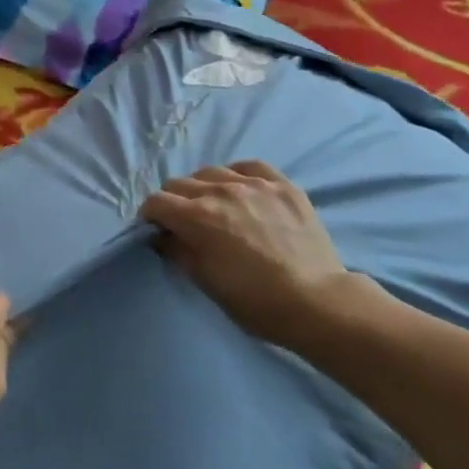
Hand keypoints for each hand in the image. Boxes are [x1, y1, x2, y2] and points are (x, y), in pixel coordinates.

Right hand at [142, 161, 357, 345]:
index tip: (156, 229)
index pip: (157, 201)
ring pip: (212, 172)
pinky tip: (241, 189)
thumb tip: (163, 236)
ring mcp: (253, 184)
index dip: (150, 215)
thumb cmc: (256, 302)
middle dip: (174, 201)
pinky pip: (249, 166)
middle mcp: (220, 191)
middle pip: (180, 183)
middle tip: (184, 222)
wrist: (318, 302)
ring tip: (215, 206)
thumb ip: (178, 252)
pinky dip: (238, 175)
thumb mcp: (206, 283)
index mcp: (197, 217)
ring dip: (204, 188)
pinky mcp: (282, 185)